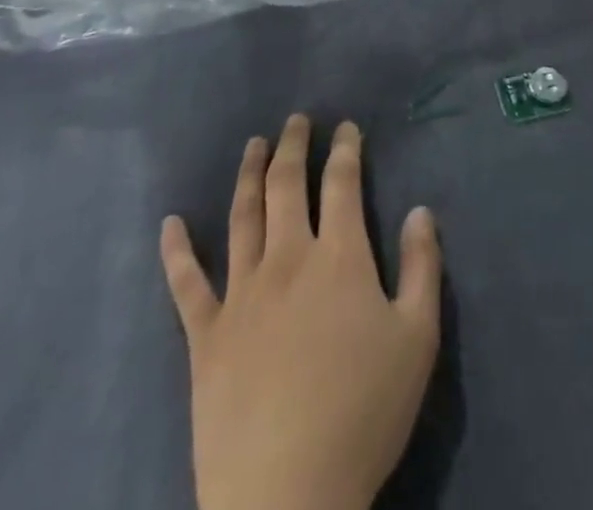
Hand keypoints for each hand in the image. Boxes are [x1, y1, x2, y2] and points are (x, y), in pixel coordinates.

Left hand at [162, 117, 441, 509]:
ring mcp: (241, 294)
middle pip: (287, 185)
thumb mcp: (417, 339)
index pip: (342, 183)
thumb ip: (421, 267)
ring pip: (242, 217)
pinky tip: (170, 223)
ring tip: (254, 145)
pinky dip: (177, 250)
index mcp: (339, 257)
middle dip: (294, 146)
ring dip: (249, 174)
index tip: (346, 127)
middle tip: (297, 121)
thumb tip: (420, 210)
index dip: (345, 150)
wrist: (286, 498)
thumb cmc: (362, 414)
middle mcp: (287, 259)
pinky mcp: (205, 336)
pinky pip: (186, 284)